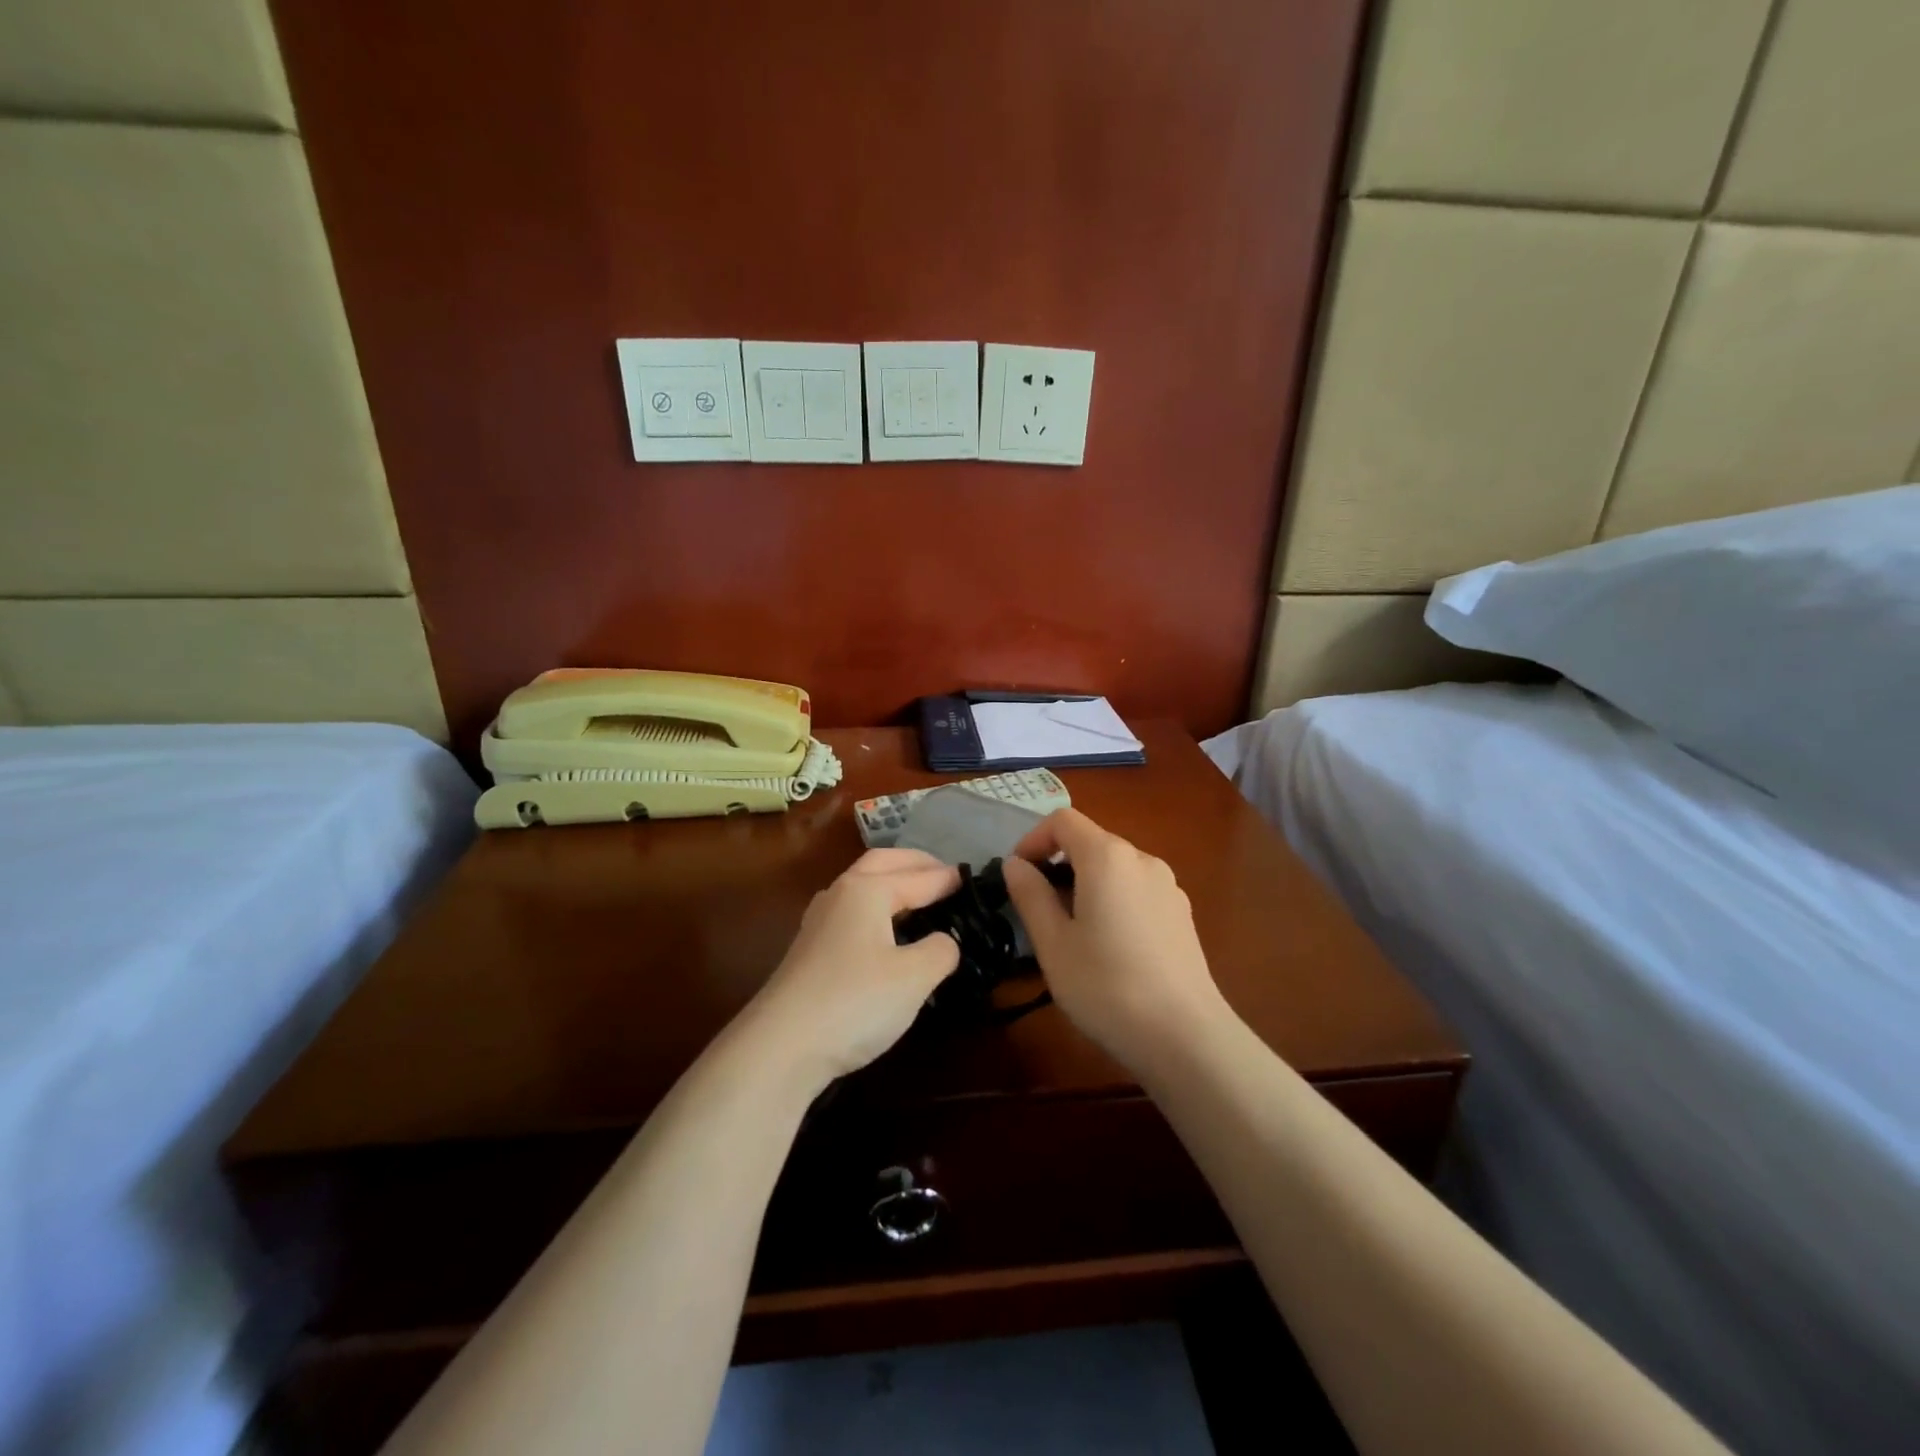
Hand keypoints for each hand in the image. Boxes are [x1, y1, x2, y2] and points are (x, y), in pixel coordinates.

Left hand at [743, 849, 961, 1090]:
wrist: (781, 1046)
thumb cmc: (855, 1002)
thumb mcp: (914, 977)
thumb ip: (940, 950)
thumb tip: (944, 941)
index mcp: (868, 890)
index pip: (919, 877)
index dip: (948, 879)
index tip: (972, 879)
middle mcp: (841, 894)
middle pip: (882, 863)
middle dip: (915, 864)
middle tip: (945, 874)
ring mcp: (820, 921)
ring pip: (862, 885)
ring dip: (892, 882)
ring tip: (919, 897)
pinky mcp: (811, 949)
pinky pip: (853, 910)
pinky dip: (877, 907)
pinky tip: (885, 931)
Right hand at [1002, 810, 1229, 1073]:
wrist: (1186, 1038)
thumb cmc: (1107, 986)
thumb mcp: (1053, 943)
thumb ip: (1030, 895)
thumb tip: (1015, 864)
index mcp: (1108, 857)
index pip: (1063, 820)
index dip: (1033, 839)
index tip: (1018, 876)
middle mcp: (1142, 859)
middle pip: (1091, 841)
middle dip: (1058, 865)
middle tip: (1038, 910)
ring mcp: (1168, 886)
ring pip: (1115, 868)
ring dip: (1085, 884)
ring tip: (1071, 932)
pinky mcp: (1182, 913)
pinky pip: (1136, 889)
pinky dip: (1112, 900)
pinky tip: (1109, 947)